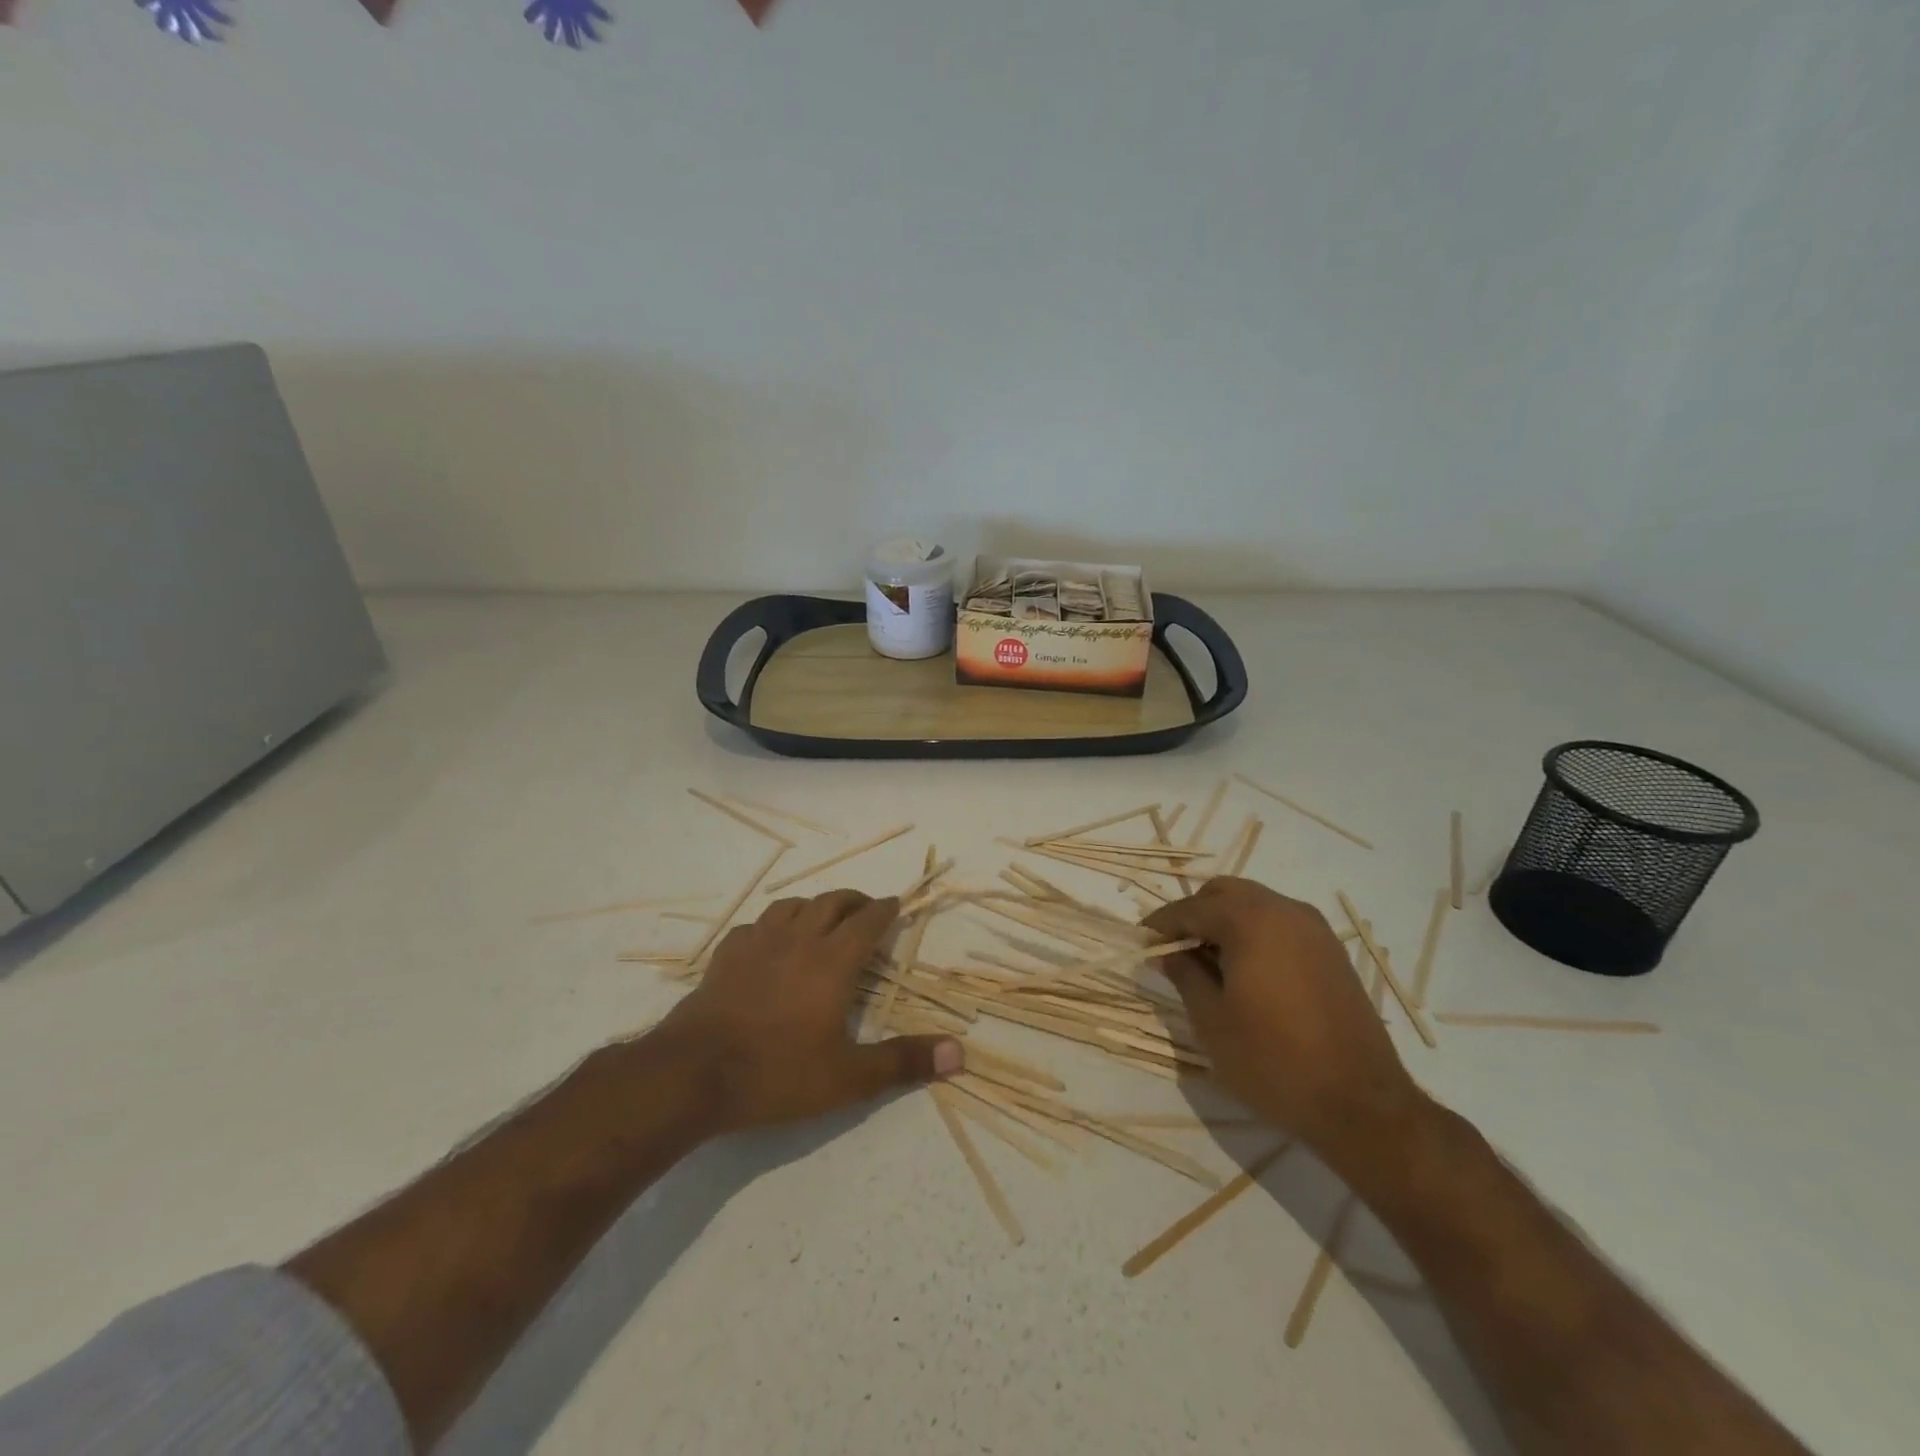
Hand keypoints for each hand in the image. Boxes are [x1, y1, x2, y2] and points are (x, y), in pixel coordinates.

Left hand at [657, 889, 962, 1133]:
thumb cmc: (777, 1073)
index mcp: (832, 962)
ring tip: (821, 917)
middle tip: (866, 907)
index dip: (884, 909)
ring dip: (813, 905)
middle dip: (853, 900)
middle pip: (831, 903)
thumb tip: (960, 1054)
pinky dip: (771, 925)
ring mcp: (757, 944)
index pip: (867, 922)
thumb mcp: (848, 1078)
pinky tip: (769, 940)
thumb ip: (903, 1062)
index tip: (896, 903)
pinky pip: (755, 926)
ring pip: (791, 906)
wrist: (693, 1073)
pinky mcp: (725, 956)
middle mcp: (798, 941)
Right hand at [1144, 878, 1424, 1165]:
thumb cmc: (1272, 1060)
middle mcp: (1285, 911)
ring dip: (1226, 922)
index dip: (1162, 924)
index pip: (1192, 908)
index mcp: (1251, 920)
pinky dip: (1255, 934)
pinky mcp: (1333, 953)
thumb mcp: (1212, 1020)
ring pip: (1257, 905)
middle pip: (1226, 894)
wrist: (1361, 1104)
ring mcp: (1315, 930)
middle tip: (1175, 949)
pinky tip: (1246, 971)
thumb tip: (1168, 953)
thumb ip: (1185, 975)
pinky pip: (1282, 925)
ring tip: (1208, 962)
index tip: (1141, 941)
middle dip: (1195, 914)